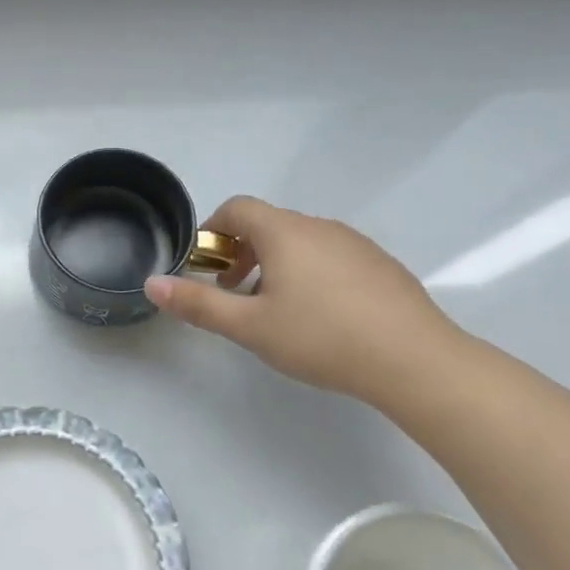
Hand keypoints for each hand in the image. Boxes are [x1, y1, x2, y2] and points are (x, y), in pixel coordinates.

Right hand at [144, 195, 465, 403]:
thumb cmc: (322, 338)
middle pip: (267, 224)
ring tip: (277, 311)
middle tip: (236, 296)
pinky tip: (322, 318)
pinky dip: (312, 273)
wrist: (417, 361)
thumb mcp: (250, 327)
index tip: (207, 268)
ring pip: (300, 242)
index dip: (213, 231)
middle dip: (241, 253)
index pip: (236, 208)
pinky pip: (331, 256)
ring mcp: (355, 244)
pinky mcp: (381, 265)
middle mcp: (319, 226)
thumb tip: (152, 284)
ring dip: (276, 264)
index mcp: (284, 232)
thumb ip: (198, 304)